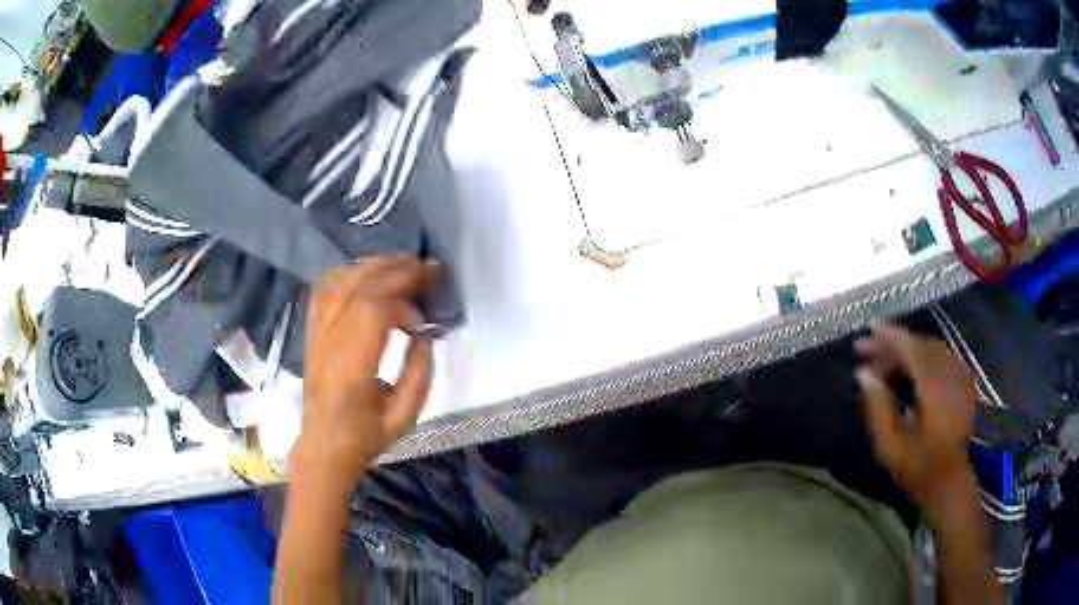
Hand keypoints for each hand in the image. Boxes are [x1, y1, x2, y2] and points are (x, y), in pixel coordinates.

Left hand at [296, 256, 438, 483]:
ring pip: (338, 283)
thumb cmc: (364, 436)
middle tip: (425, 268)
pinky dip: (346, 275)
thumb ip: (419, 371)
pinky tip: (365, 274)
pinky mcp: (312, 333)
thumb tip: (423, 334)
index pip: (374, 313)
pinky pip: (323, 291)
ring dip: (371, 267)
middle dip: (395, 272)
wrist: (324, 447)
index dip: (404, 307)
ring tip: (400, 264)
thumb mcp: (403, 415)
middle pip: (358, 289)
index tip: (422, 321)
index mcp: (351, 368)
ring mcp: (316, 335)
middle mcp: (329, 343)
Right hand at [855, 324, 977, 517]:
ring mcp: (960, 375)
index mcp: (935, 386)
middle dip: (894, 345)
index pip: (911, 348)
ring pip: (930, 349)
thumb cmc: (918, 468)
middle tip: (867, 353)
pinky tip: (906, 370)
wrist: (950, 482)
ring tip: (882, 365)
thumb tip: (863, 374)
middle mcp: (951, 372)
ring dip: (906, 352)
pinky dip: (921, 358)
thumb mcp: (890, 445)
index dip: (889, 337)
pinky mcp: (963, 382)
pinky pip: (939, 357)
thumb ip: (877, 407)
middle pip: (920, 345)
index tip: (867, 331)